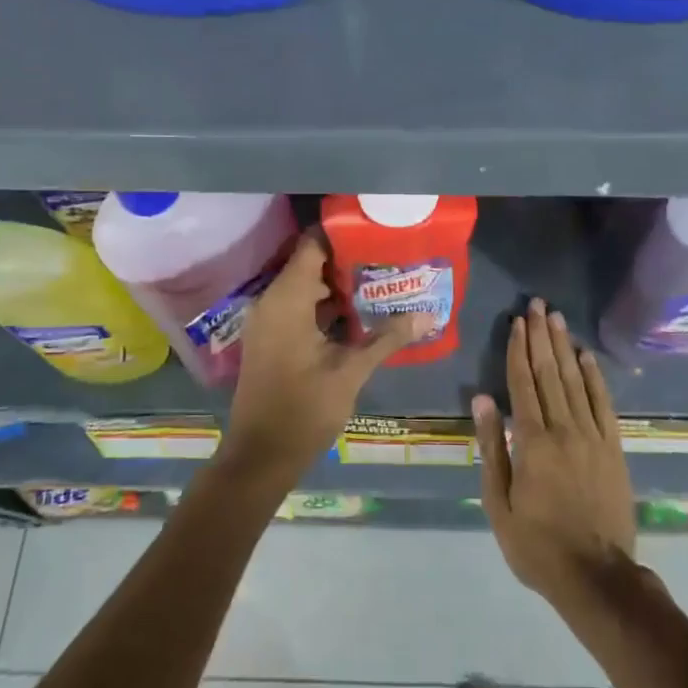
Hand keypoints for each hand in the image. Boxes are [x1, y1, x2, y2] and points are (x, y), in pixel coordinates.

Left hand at [225, 234, 431, 485]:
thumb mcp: (350, 371)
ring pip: (304, 287)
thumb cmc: (303, 409)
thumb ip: (387, 338)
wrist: (260, 456)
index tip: (375, 231)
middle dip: (348, 260)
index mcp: (286, 299)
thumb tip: (428, 315)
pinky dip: (323, 305)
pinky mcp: (270, 338)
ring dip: (338, 285)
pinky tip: (357, 315)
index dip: (342, 234)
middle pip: (310, 264)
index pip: (312, 245)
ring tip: (380, 282)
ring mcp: (267, 321)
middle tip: (387, 259)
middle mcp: (271, 301)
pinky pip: (297, 307)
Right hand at [474, 299, 636, 610]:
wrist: (596, 576)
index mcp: (532, 442)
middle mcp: (563, 429)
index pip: (522, 383)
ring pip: (576, 381)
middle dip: (542, 336)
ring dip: (564, 347)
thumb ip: (491, 447)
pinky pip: (603, 404)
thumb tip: (481, 399)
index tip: (517, 321)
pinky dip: (595, 377)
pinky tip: (586, 356)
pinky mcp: (613, 448)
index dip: (518, 349)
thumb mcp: (498, 503)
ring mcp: (593, 437)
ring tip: (557, 319)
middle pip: (549, 373)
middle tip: (538, 305)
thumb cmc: (536, 544)